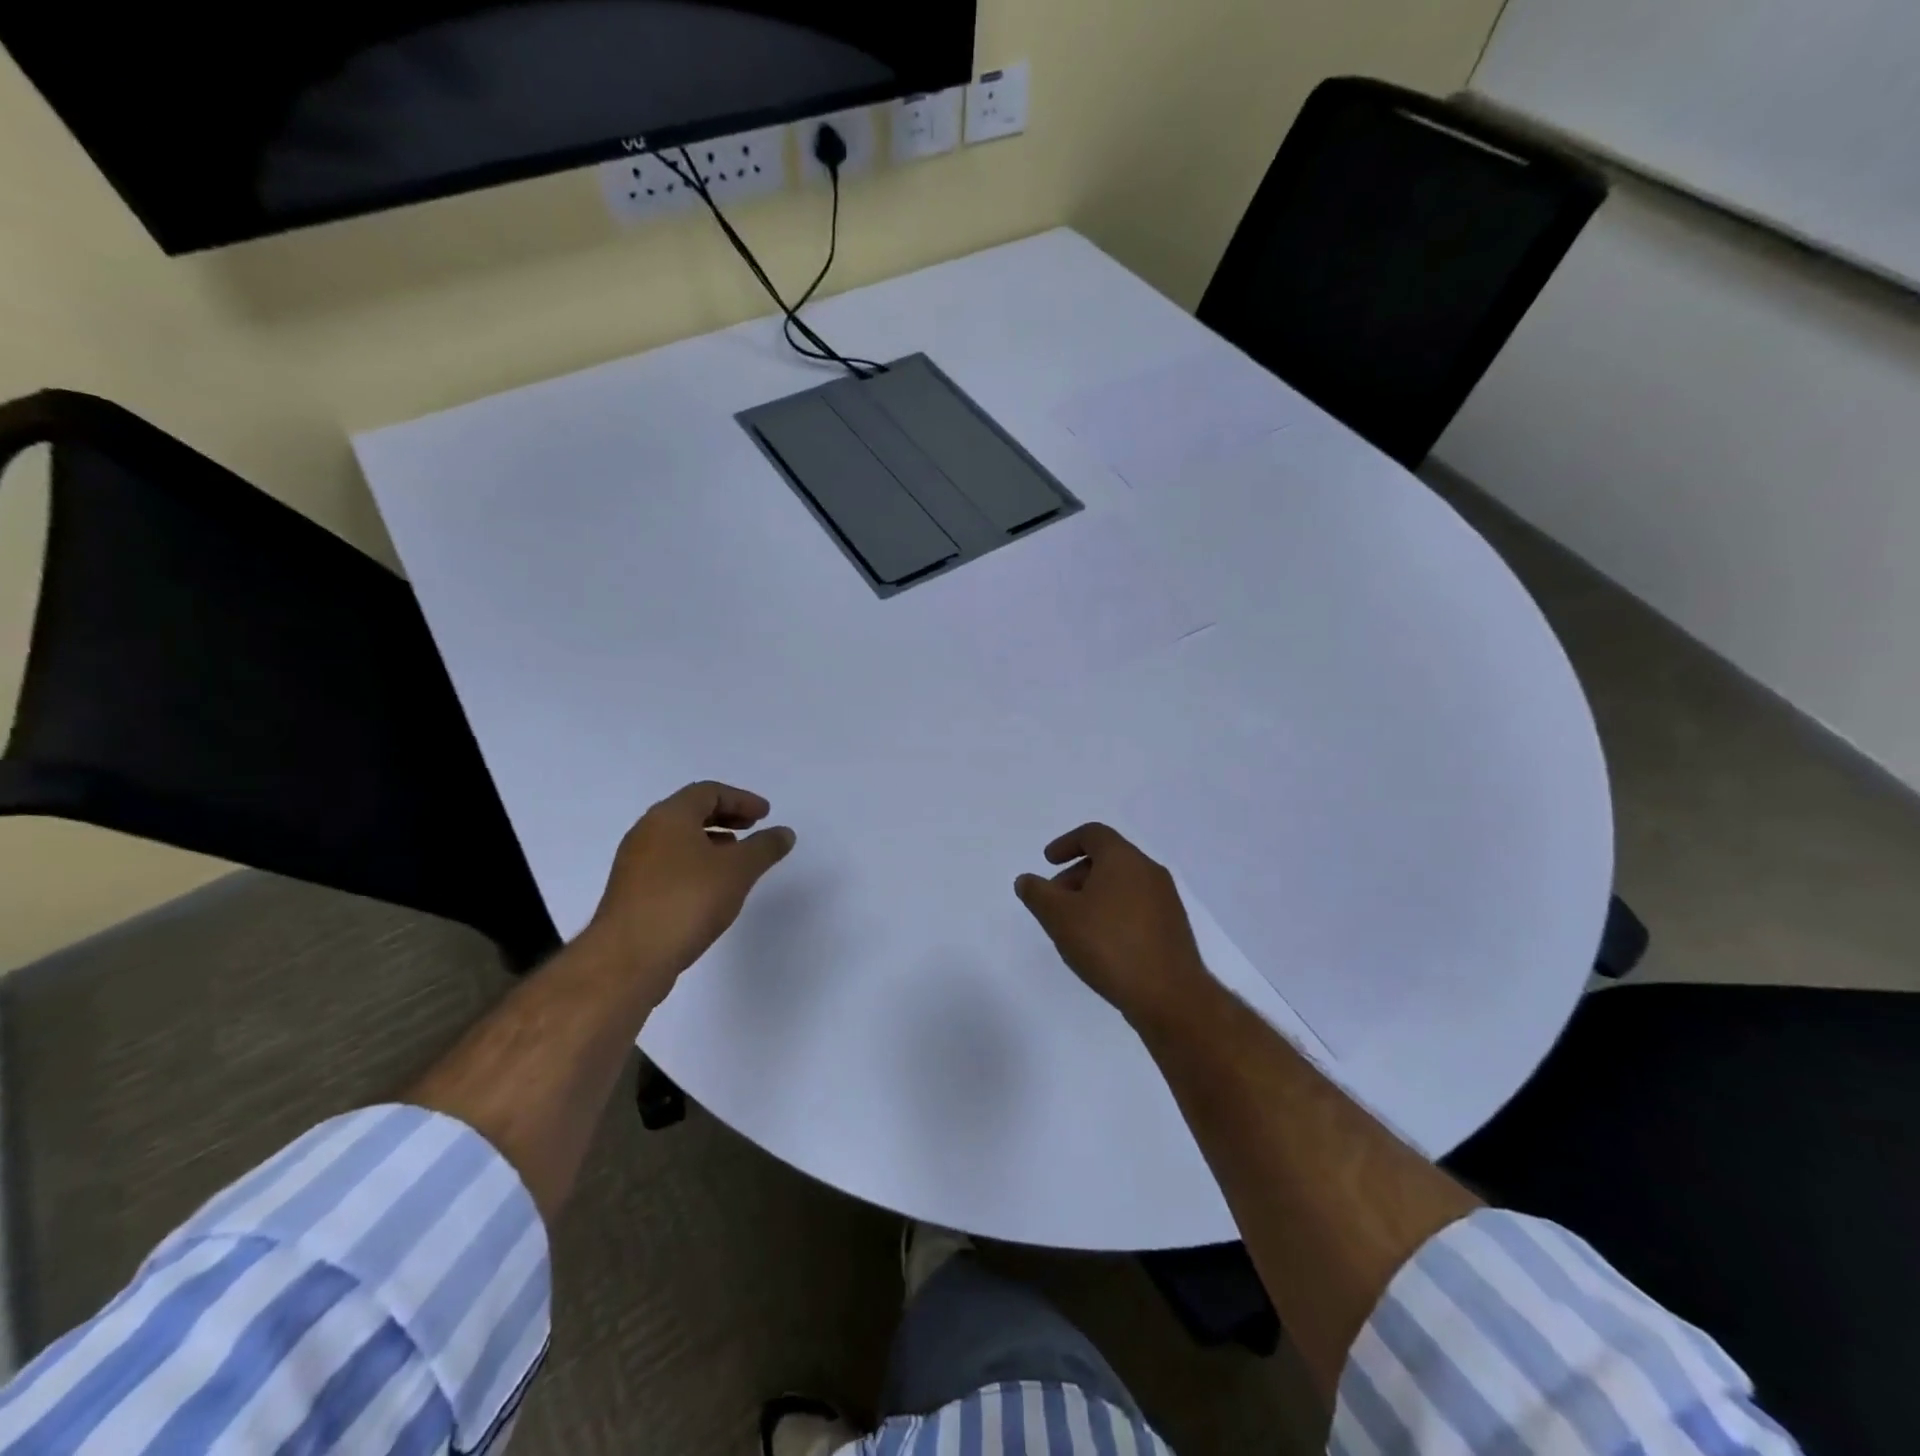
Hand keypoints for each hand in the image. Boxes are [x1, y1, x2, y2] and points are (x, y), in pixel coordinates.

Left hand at [585, 781, 795, 989]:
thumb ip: (764, 847)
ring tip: (736, 858)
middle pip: (690, 812)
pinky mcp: (632, 892)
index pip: (708, 792)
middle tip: (753, 828)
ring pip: (678, 839)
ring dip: (710, 841)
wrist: (629, 958)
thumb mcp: (738, 870)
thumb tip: (784, 833)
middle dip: (726, 816)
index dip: (741, 799)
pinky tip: (711, 887)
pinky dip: (695, 863)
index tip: (766, 815)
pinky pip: (669, 863)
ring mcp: (634, 863)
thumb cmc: (687, 901)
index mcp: (669, 817)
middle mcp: (646, 832)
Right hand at [1015, 822, 1213, 1029]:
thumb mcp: (1060, 917)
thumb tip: (1026, 880)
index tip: (1048, 862)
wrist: (1169, 995)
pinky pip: (1137, 906)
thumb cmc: (1109, 945)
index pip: (1093, 834)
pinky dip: (1114, 912)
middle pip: (1108, 858)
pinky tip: (1102, 943)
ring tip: (1075, 926)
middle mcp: (1149, 871)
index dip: (1066, 843)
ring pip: (1123, 884)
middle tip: (1055, 900)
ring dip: (1095, 895)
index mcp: (1123, 859)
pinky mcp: (1173, 927)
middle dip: (1076, 874)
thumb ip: (1038, 894)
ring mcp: (1165, 900)